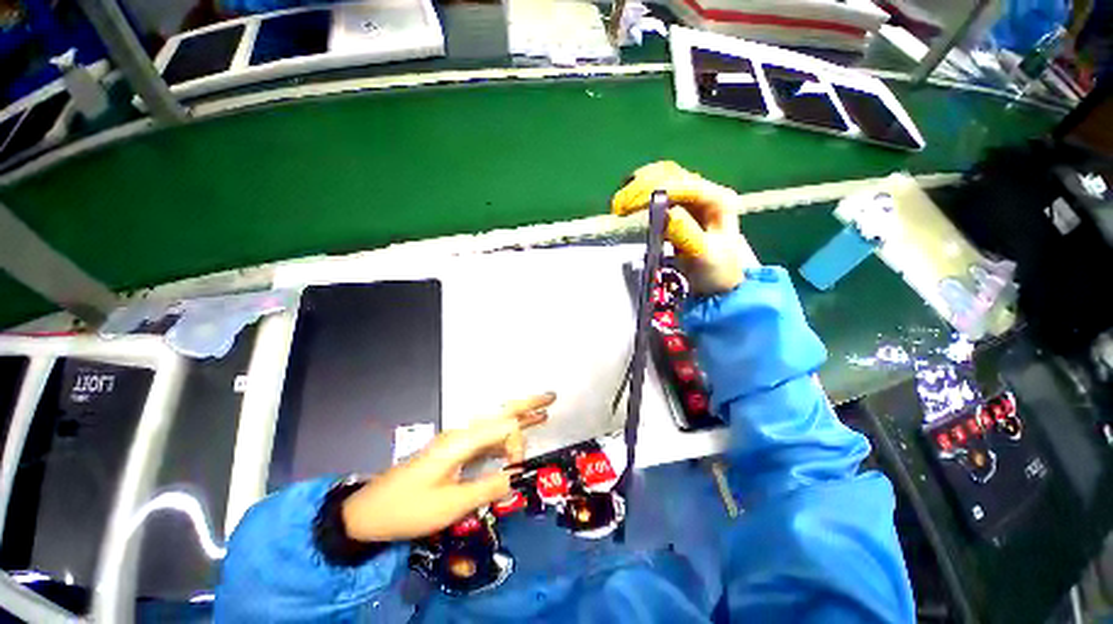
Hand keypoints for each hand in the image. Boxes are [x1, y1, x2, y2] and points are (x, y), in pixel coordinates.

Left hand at [341, 393, 555, 541]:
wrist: (369, 511)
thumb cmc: (408, 509)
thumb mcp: (449, 506)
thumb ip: (487, 489)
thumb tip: (515, 477)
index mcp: (461, 440)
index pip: (503, 427)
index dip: (517, 446)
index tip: (513, 471)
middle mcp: (462, 433)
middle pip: (501, 412)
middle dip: (527, 403)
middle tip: (552, 397)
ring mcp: (459, 441)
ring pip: (496, 423)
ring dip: (520, 417)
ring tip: (544, 413)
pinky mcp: (456, 451)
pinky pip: (488, 437)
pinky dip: (506, 435)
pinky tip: (516, 436)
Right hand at [612, 161, 747, 294]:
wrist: (715, 282)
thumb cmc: (714, 271)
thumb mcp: (704, 255)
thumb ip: (686, 233)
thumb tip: (665, 213)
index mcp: (718, 200)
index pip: (686, 185)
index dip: (658, 190)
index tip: (632, 206)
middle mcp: (704, 192)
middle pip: (670, 176)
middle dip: (642, 188)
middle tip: (619, 208)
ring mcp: (689, 197)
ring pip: (660, 179)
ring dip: (636, 188)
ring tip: (618, 206)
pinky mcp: (675, 206)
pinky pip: (655, 190)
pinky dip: (638, 194)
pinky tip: (626, 202)